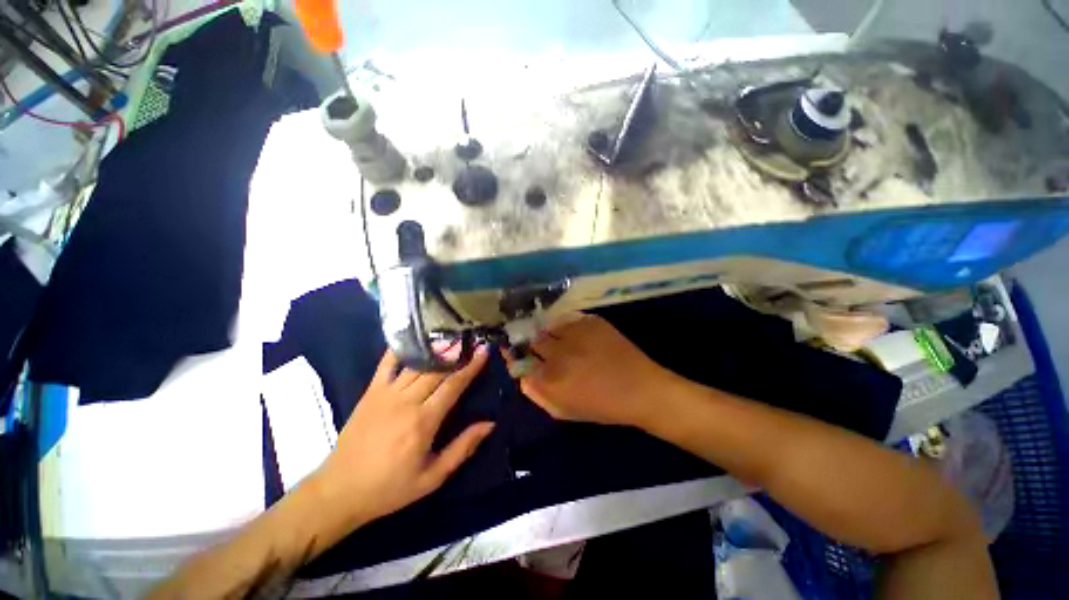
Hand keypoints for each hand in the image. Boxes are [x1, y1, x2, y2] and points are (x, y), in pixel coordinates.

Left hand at [313, 347, 493, 526]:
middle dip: (458, 352)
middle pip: (437, 369)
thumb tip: (490, 424)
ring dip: (437, 349)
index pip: (453, 385)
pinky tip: (412, 338)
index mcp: (423, 421)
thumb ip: (463, 448)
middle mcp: (406, 401)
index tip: (484, 351)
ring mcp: (386, 393)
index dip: (471, 366)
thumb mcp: (432, 477)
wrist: (339, 491)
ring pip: (417, 364)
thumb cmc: (390, 487)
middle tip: (472, 339)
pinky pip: (386, 364)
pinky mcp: (370, 392)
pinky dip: (400, 350)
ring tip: (452, 337)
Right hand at [509, 313, 671, 427]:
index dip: (517, 357)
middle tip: (546, 350)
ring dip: (552, 334)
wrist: (641, 390)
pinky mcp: (591, 321)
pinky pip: (568, 320)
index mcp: (550, 379)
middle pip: (533, 340)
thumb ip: (537, 393)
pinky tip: (580, 337)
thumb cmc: (602, 406)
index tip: (520, 356)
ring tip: (565, 342)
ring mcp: (575, 333)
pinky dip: (569, 327)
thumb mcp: (563, 410)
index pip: (519, 360)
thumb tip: (522, 375)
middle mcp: (558, 352)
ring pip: (550, 326)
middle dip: (536, 345)